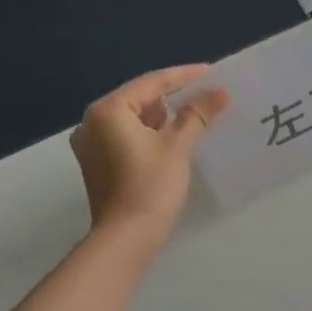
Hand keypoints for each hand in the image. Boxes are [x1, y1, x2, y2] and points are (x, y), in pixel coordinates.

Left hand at [70, 66, 228, 248]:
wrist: (126, 238)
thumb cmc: (151, 186)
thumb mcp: (178, 146)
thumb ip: (197, 115)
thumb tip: (220, 92)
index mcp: (108, 111)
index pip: (151, 83)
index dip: (183, 76)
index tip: (210, 72)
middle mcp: (92, 122)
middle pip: (138, 98)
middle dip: (172, 96)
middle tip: (204, 92)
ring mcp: (91, 144)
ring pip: (132, 118)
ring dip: (161, 115)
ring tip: (193, 112)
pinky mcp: (97, 163)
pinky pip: (125, 136)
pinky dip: (148, 132)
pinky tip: (172, 135)